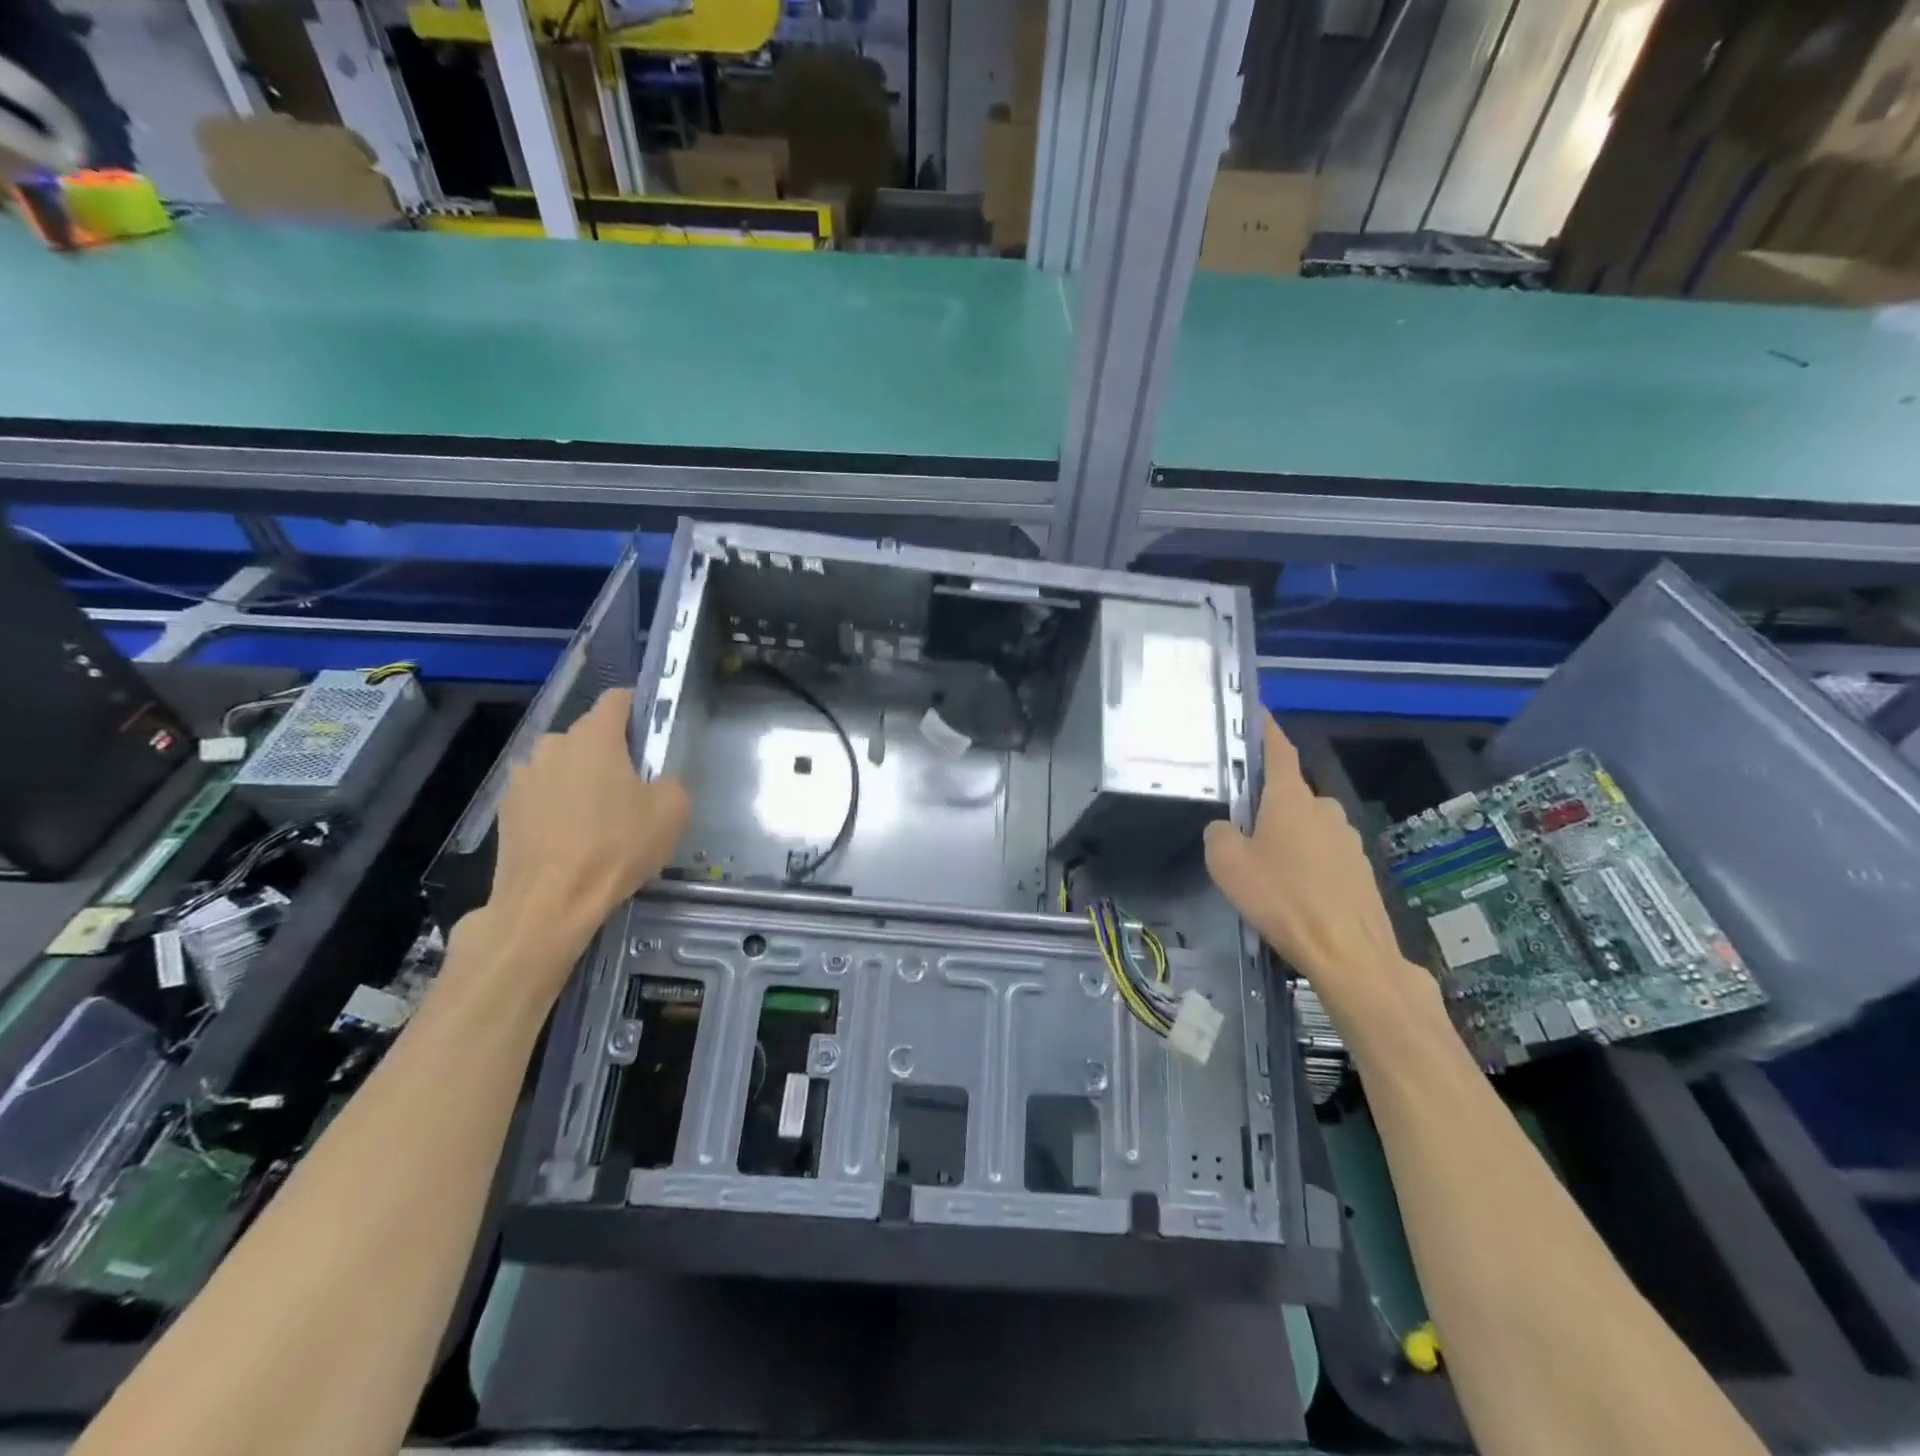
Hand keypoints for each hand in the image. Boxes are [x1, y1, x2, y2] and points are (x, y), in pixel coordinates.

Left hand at [487, 688, 689, 958]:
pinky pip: (542, 794)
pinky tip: (571, 838)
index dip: (638, 708)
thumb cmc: (616, 848)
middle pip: (588, 735)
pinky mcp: (506, 809)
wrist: (549, 903)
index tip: (651, 734)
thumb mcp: (672, 812)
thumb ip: (670, 782)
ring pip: (562, 765)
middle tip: (631, 787)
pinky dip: (557, 806)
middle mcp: (553, 745)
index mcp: (594, 737)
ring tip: (597, 817)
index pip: (617, 699)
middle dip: (610, 752)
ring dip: (579, 779)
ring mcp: (523, 777)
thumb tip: (656, 783)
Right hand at [1204, 712, 1434, 1030]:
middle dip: (1267, 804)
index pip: (1277, 749)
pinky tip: (1296, 892)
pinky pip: (1325, 853)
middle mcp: (1324, 808)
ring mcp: (1348, 838)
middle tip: (1242, 829)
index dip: (1265, 728)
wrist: (1349, 953)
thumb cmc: (1282, 899)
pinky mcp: (1361, 869)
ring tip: (1269, 869)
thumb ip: (1218, 834)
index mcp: (1291, 798)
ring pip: (1308, 826)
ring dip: (1288, 836)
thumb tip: (1227, 829)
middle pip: (1289, 793)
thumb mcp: (1227, 864)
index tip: (1255, 711)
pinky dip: (1308, 862)